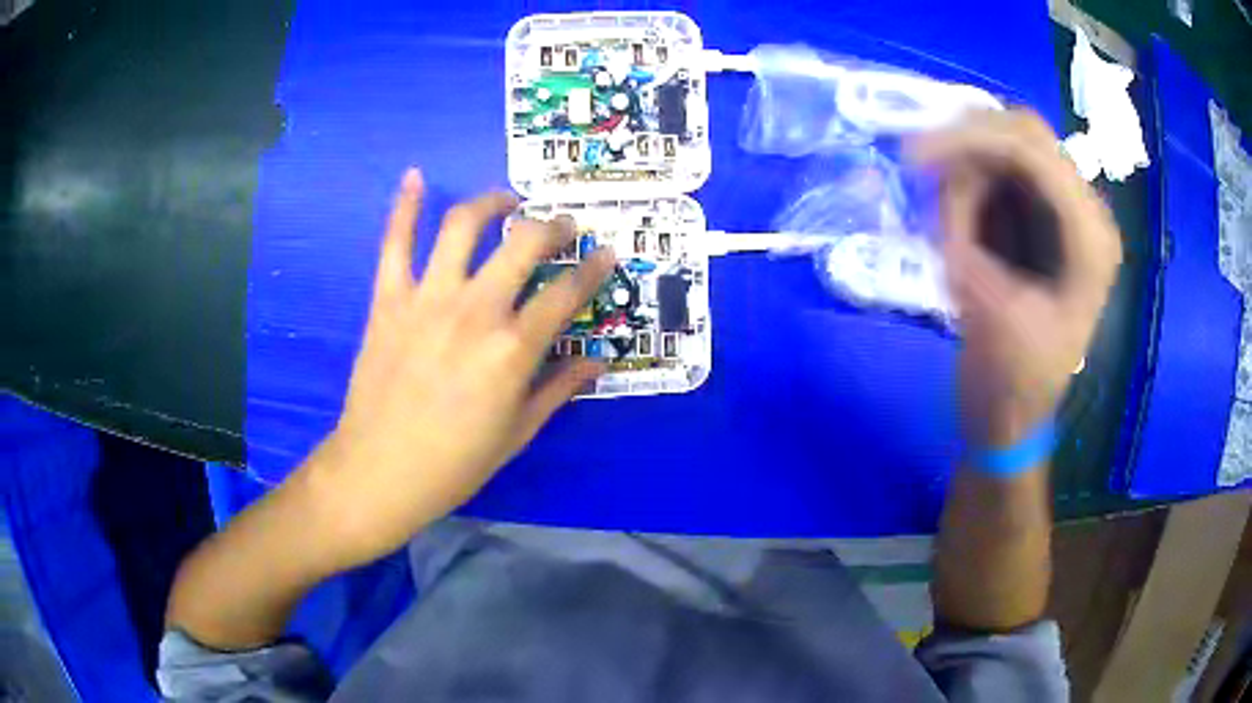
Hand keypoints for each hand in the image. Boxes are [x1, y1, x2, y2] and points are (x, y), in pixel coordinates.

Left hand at [305, 168, 613, 569]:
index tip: (605, 254)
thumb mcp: (518, 432)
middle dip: (552, 226)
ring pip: (462, 227)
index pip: (566, 293)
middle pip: (523, 244)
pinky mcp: (388, 300)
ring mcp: (427, 299)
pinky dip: (404, 207)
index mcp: (512, 349)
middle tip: (562, 226)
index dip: (592, 269)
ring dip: (490, 202)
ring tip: (506, 200)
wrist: (380, 471)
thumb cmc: (455, 463)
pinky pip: (395, 243)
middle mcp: (474, 310)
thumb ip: (559, 389)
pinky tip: (415, 177)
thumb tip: (598, 362)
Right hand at [908, 110, 1121, 446]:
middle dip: (968, 140)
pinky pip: (1002, 172)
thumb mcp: (987, 307)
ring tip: (944, 214)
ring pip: (1010, 144)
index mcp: (1089, 239)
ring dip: (967, 163)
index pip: (1033, 152)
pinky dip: (970, 180)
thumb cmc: (1011, 382)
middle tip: (920, 166)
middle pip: (1025, 132)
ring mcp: (1066, 212)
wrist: (1014, 417)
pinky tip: (956, 218)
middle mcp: (1085, 213)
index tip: (912, 156)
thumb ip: (967, 229)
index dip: (970, 140)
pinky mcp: (1045, 219)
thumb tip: (944, 167)